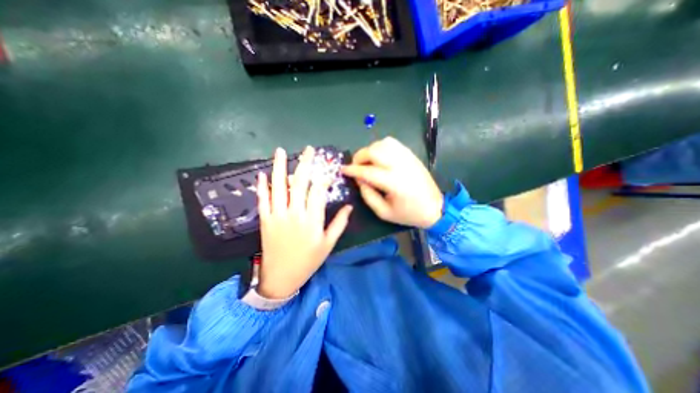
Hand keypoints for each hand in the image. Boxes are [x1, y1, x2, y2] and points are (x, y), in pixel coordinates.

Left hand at [256, 146, 352, 297]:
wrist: (281, 277)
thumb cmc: (308, 261)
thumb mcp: (328, 244)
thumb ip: (339, 224)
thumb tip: (349, 206)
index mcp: (312, 220)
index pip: (318, 192)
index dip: (324, 178)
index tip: (328, 168)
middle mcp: (294, 213)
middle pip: (299, 183)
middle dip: (304, 164)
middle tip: (308, 149)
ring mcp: (277, 215)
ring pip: (278, 187)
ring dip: (279, 167)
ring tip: (280, 151)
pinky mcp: (265, 219)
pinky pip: (262, 199)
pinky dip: (261, 186)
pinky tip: (262, 173)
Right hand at [340, 137, 442, 227]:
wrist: (435, 208)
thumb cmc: (408, 213)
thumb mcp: (384, 212)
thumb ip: (368, 195)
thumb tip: (358, 180)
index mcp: (394, 183)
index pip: (368, 171)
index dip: (353, 170)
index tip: (343, 170)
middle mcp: (401, 166)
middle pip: (374, 151)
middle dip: (360, 157)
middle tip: (356, 167)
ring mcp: (408, 158)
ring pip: (383, 143)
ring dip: (371, 150)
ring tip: (368, 162)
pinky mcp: (412, 155)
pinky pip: (393, 143)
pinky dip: (382, 147)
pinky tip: (380, 158)